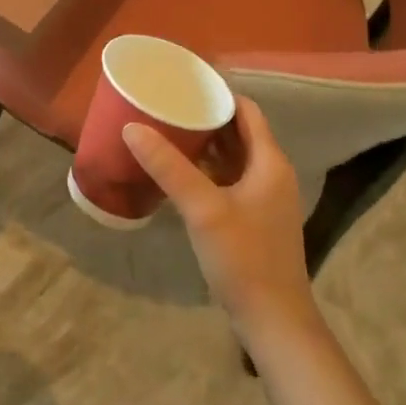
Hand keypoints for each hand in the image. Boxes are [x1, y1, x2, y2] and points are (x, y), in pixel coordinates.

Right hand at [123, 97, 316, 336]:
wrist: (274, 321)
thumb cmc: (244, 258)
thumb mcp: (203, 209)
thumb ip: (169, 166)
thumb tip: (132, 127)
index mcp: (270, 162)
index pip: (246, 110)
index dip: (218, 94)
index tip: (183, 83)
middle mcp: (271, 173)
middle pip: (239, 131)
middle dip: (205, 117)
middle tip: (167, 105)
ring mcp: (264, 198)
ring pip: (233, 157)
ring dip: (204, 143)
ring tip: (166, 129)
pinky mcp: (253, 219)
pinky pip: (229, 179)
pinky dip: (207, 169)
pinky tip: (178, 171)